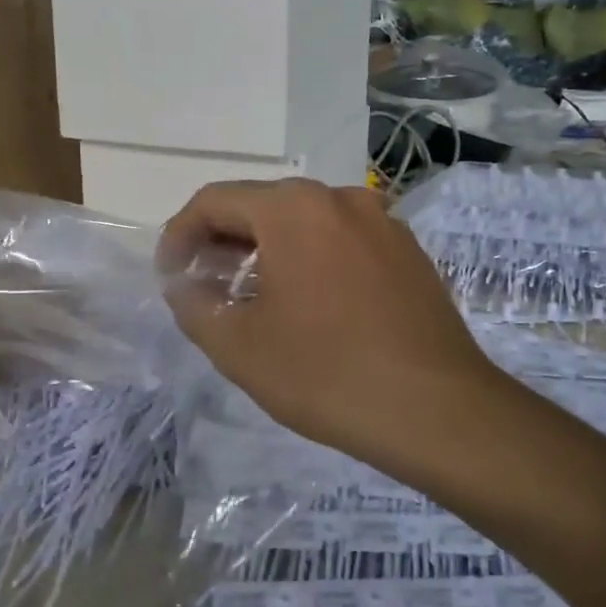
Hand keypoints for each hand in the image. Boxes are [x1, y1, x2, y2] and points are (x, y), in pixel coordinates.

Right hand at [157, 179, 506, 464]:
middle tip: (204, 284)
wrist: (436, 408)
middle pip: (263, 206)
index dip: (180, 234)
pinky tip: (309, 302)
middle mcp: (340, 197)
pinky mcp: (409, 252)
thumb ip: (195, 306)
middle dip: (224, 241)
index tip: (169, 274)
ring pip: (306, 223)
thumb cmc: (326, 373)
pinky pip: (344, 241)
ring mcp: (382, 222)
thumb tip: (185, 285)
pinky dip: (312, 259)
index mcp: (294, 208)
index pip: (216, 201)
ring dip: (269, 250)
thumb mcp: (239, 347)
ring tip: (251, 294)